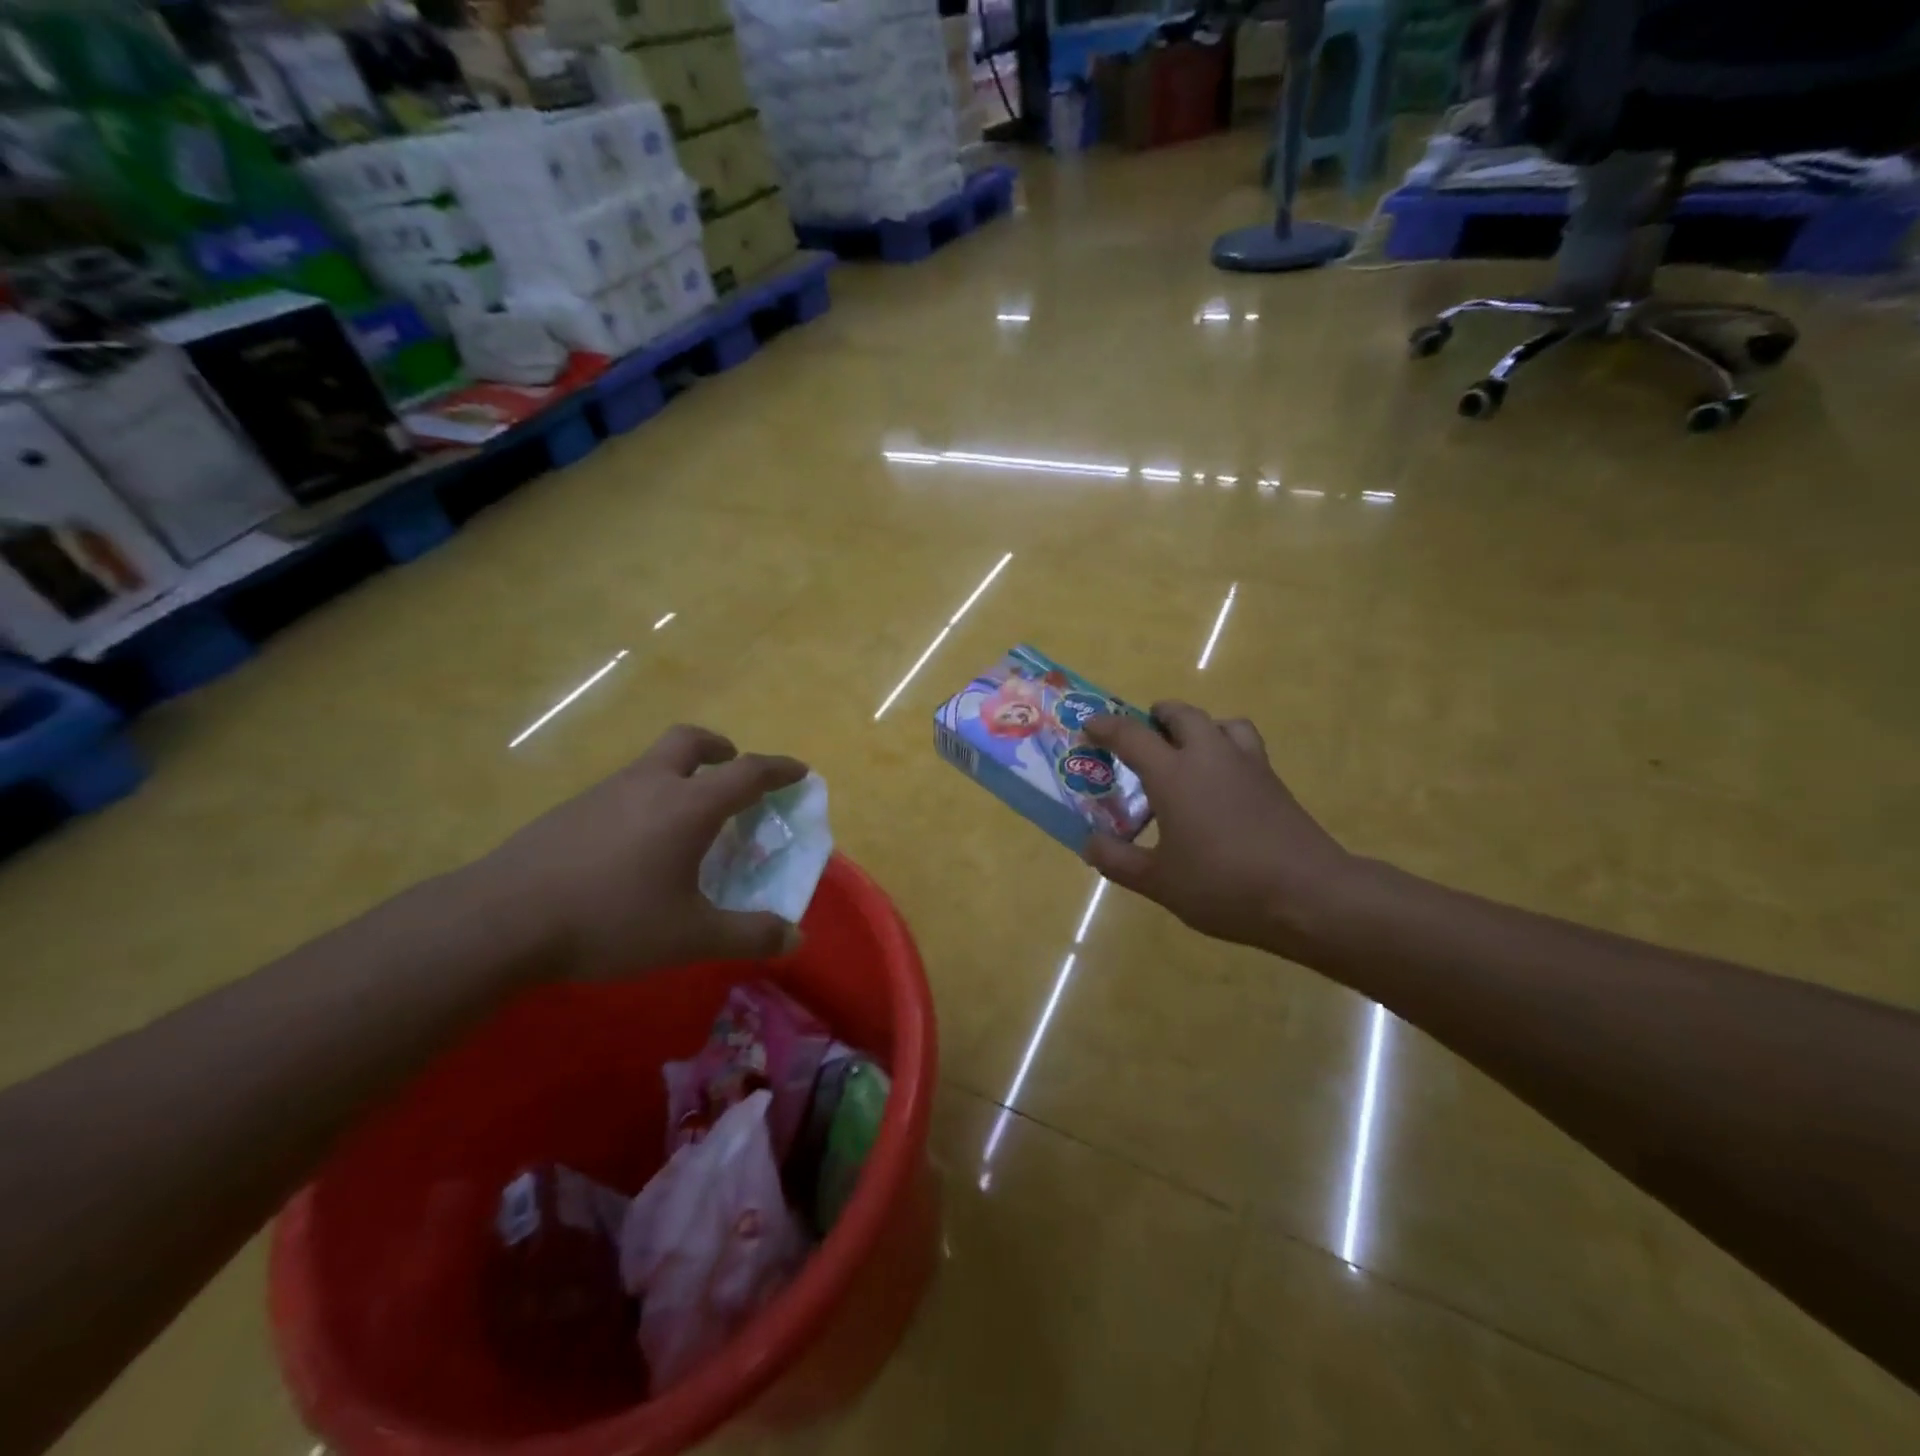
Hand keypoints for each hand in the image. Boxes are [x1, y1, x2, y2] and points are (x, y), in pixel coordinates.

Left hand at [469, 725, 809, 979]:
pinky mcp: (571, 811)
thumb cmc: (611, 919)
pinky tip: (636, 845)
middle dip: (720, 747)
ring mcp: (605, 793)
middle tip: (732, 767)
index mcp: (689, 805)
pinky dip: (646, 798)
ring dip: (680, 773)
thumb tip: (794, 937)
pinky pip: (623, 788)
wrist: (501, 920)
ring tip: (687, 817)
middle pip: (690, 741)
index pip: (747, 772)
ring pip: (652, 763)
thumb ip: (748, 935)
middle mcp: (650, 785)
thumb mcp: (690, 936)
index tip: (799, 771)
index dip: (779, 769)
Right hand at [1082, 703, 1355, 957]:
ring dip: (1198, 727)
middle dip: (1158, 717)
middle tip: (1143, 737)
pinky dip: (1226, 749)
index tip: (1090, 726)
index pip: (1131, 735)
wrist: (1309, 895)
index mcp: (1174, 774)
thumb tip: (1089, 843)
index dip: (1106, 726)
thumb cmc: (1223, 884)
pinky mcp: (1274, 781)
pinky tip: (1221, 785)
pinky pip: (1245, 746)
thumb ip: (1118, 860)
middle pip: (1182, 714)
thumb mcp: (1159, 882)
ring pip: (1221, 723)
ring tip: (1187, 754)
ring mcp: (1248, 765)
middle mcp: (1210, 756)